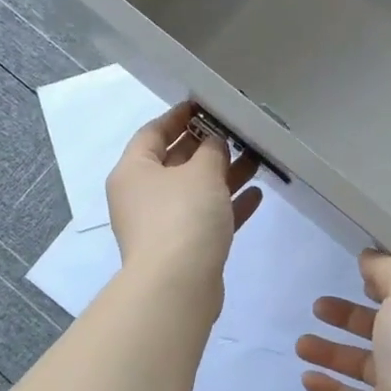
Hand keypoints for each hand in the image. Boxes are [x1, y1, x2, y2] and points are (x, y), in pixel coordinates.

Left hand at [106, 104, 261, 306]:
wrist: (177, 286)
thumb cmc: (183, 217)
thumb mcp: (201, 172)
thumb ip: (211, 150)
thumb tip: (214, 143)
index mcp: (134, 171)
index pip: (153, 131)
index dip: (179, 116)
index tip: (206, 104)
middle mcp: (142, 195)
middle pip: (176, 161)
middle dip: (208, 146)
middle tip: (238, 130)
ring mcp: (162, 224)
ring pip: (195, 191)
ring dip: (224, 175)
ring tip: (256, 158)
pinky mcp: (183, 248)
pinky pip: (207, 218)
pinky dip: (228, 206)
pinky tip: (257, 194)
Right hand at [295, 250, 390, 390]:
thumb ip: (387, 270)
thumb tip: (369, 257)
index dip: (382, 285)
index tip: (356, 275)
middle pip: (378, 329)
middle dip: (347, 317)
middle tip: (318, 307)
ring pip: (360, 364)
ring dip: (330, 352)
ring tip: (300, 345)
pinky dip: (328, 387)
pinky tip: (306, 377)